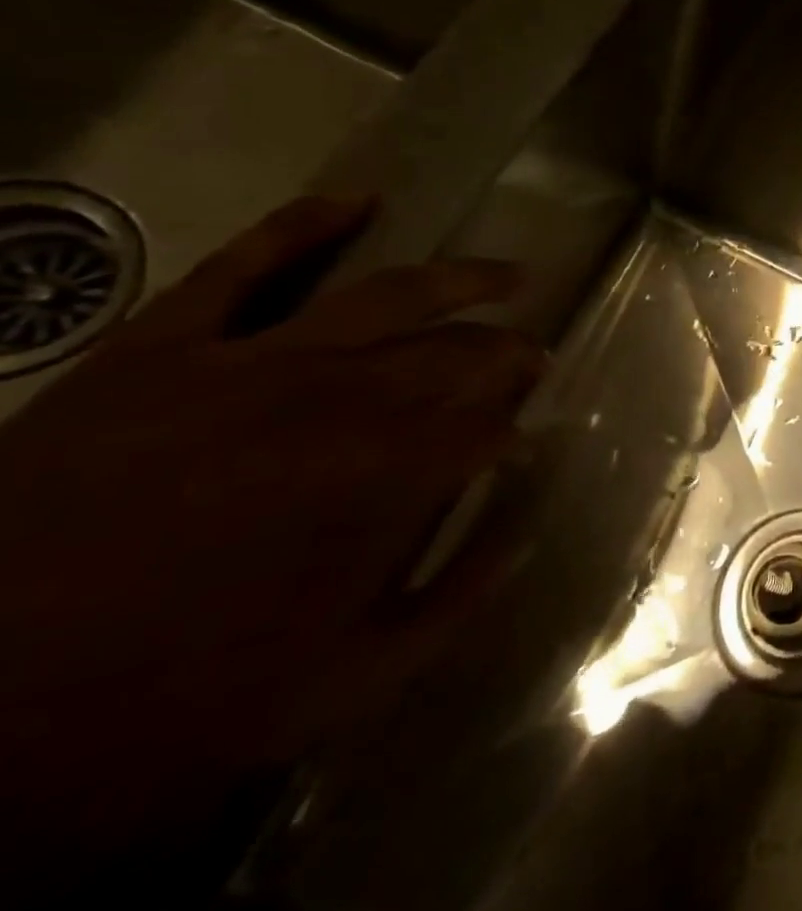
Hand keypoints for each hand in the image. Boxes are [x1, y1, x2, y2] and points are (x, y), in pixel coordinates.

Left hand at [0, 196, 543, 859]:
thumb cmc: (166, 708)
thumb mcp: (343, 682)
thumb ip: (455, 600)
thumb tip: (526, 531)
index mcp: (383, 480)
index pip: (491, 429)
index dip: (518, 434)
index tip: (529, 444)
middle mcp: (337, 402)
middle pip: (457, 355)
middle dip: (509, 356)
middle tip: (534, 359)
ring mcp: (247, 364)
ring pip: (387, 296)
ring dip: (463, 280)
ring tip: (510, 276)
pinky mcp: (159, 351)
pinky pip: (241, 268)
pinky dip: (303, 226)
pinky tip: (360, 202)